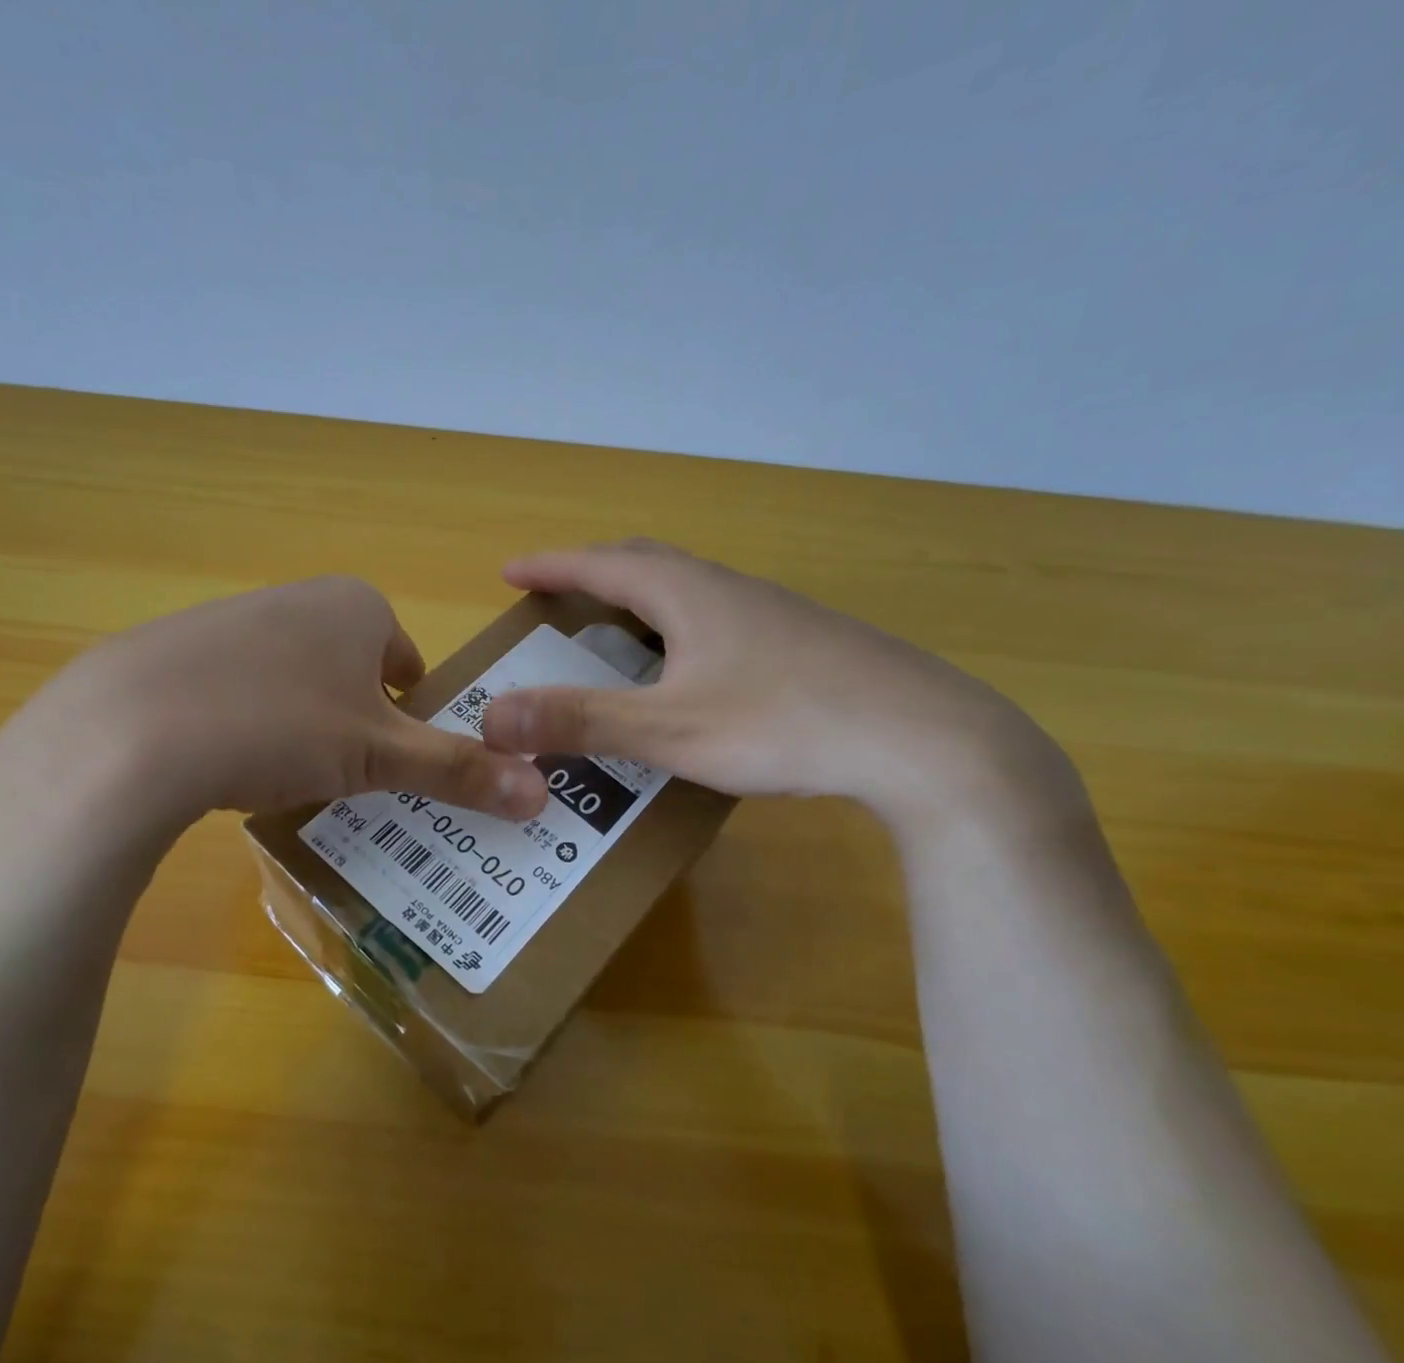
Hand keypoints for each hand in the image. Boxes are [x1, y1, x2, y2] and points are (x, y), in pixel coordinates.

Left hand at [0, 576, 547, 842]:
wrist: (132, 728)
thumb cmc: (281, 726)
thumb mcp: (379, 756)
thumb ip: (459, 770)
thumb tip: (543, 794)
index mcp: (357, 605)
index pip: (407, 663)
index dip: (407, 718)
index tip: (391, 763)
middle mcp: (299, 597)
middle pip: (351, 671)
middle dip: (355, 724)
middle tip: (343, 778)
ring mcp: (233, 617)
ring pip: (294, 680)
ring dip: (302, 726)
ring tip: (282, 775)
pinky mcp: (178, 648)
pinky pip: (236, 689)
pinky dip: (244, 724)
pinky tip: (223, 762)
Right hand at [480, 540, 1082, 834]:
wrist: (926, 741)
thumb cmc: (784, 725)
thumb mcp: (669, 730)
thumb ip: (580, 721)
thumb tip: (493, 717)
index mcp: (690, 596)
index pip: (602, 564)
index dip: (551, 566)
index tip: (509, 570)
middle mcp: (729, 590)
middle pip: (647, 563)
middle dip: (592, 572)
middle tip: (557, 594)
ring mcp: (773, 614)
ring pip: (688, 591)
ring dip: (639, 599)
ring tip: (613, 631)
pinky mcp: (804, 643)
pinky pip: (719, 619)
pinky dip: (679, 629)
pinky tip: (690, 670)